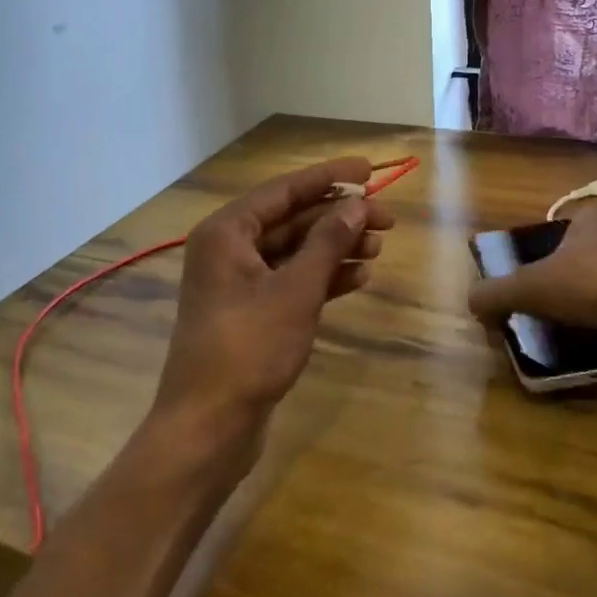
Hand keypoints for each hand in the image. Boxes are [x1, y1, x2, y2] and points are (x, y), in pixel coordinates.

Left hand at [152, 157, 393, 445]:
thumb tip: (357, 205)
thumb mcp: (296, 291)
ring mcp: (239, 281)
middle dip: (339, 218)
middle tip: (388, 220)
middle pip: (292, 219)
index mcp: (228, 231)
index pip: (285, 189)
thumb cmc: (249, 348)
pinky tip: (358, 278)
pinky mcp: (251, 311)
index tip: (369, 169)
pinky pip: (291, 280)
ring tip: (379, 249)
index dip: (329, 177)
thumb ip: (327, 243)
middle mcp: (229, 248)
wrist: (208, 427)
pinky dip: (322, 278)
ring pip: (295, 251)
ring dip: (335, 248)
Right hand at [467, 199, 596, 433]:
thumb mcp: (532, 288)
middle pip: (584, 259)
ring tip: (579, 334)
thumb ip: (496, 293)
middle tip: (549, 316)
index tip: (530, 292)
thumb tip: (470, 302)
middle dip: (568, 286)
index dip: (539, 261)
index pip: (557, 234)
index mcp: (595, 216)